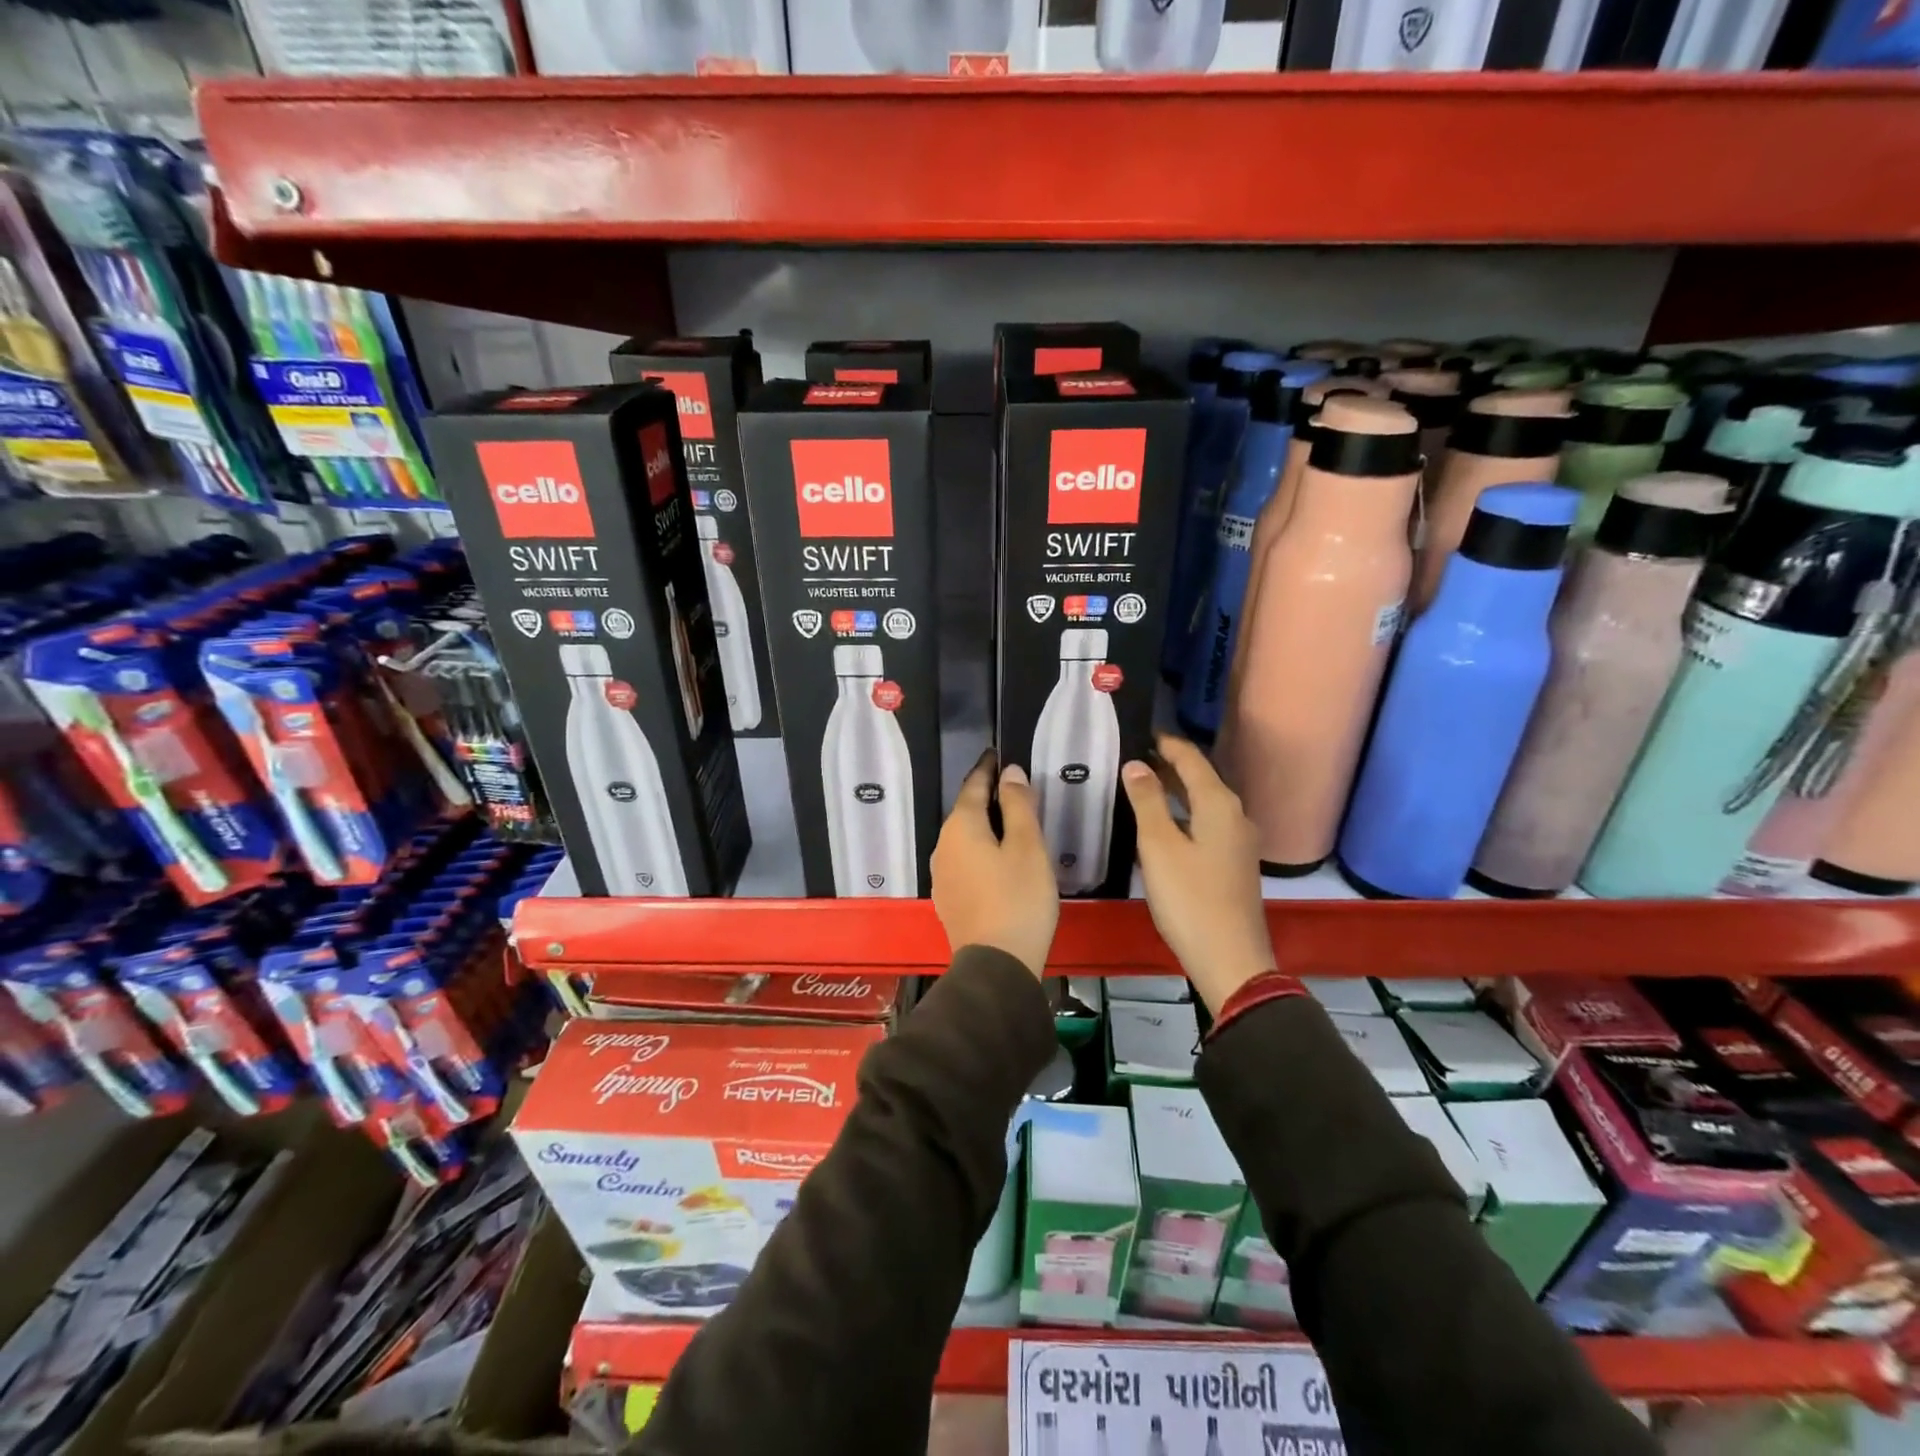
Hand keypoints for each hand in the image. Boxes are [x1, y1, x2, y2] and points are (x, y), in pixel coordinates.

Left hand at [932, 750, 1058, 976]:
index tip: (999, 754)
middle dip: (988, 797)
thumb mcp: (1027, 846)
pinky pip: (965, 860)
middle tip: (1015, 788)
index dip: (988, 769)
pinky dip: (981, 850)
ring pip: (964, 838)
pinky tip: (998, 859)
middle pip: (966, 811)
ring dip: (985, 826)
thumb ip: (1018, 806)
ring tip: (1011, 822)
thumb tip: (1009, 773)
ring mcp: (942, 875)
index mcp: (961, 827)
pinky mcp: (949, 898)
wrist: (996, 965)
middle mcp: (943, 846)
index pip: (973, 785)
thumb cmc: (1018, 898)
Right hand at [1123, 734, 1275, 1014]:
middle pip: (1200, 778)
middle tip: (1131, 756)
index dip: (1165, 743)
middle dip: (1168, 764)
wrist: (1230, 958)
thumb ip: (1147, 801)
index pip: (1191, 759)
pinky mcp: (1233, 863)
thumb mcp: (1159, 846)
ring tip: (1139, 784)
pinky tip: (1161, 823)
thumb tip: (1136, 764)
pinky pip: (1206, 823)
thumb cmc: (1190, 898)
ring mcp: (1238, 841)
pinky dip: (1183, 813)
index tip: (1139, 732)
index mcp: (1219, 804)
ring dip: (1174, 790)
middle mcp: (1235, 815)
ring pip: (1203, 802)